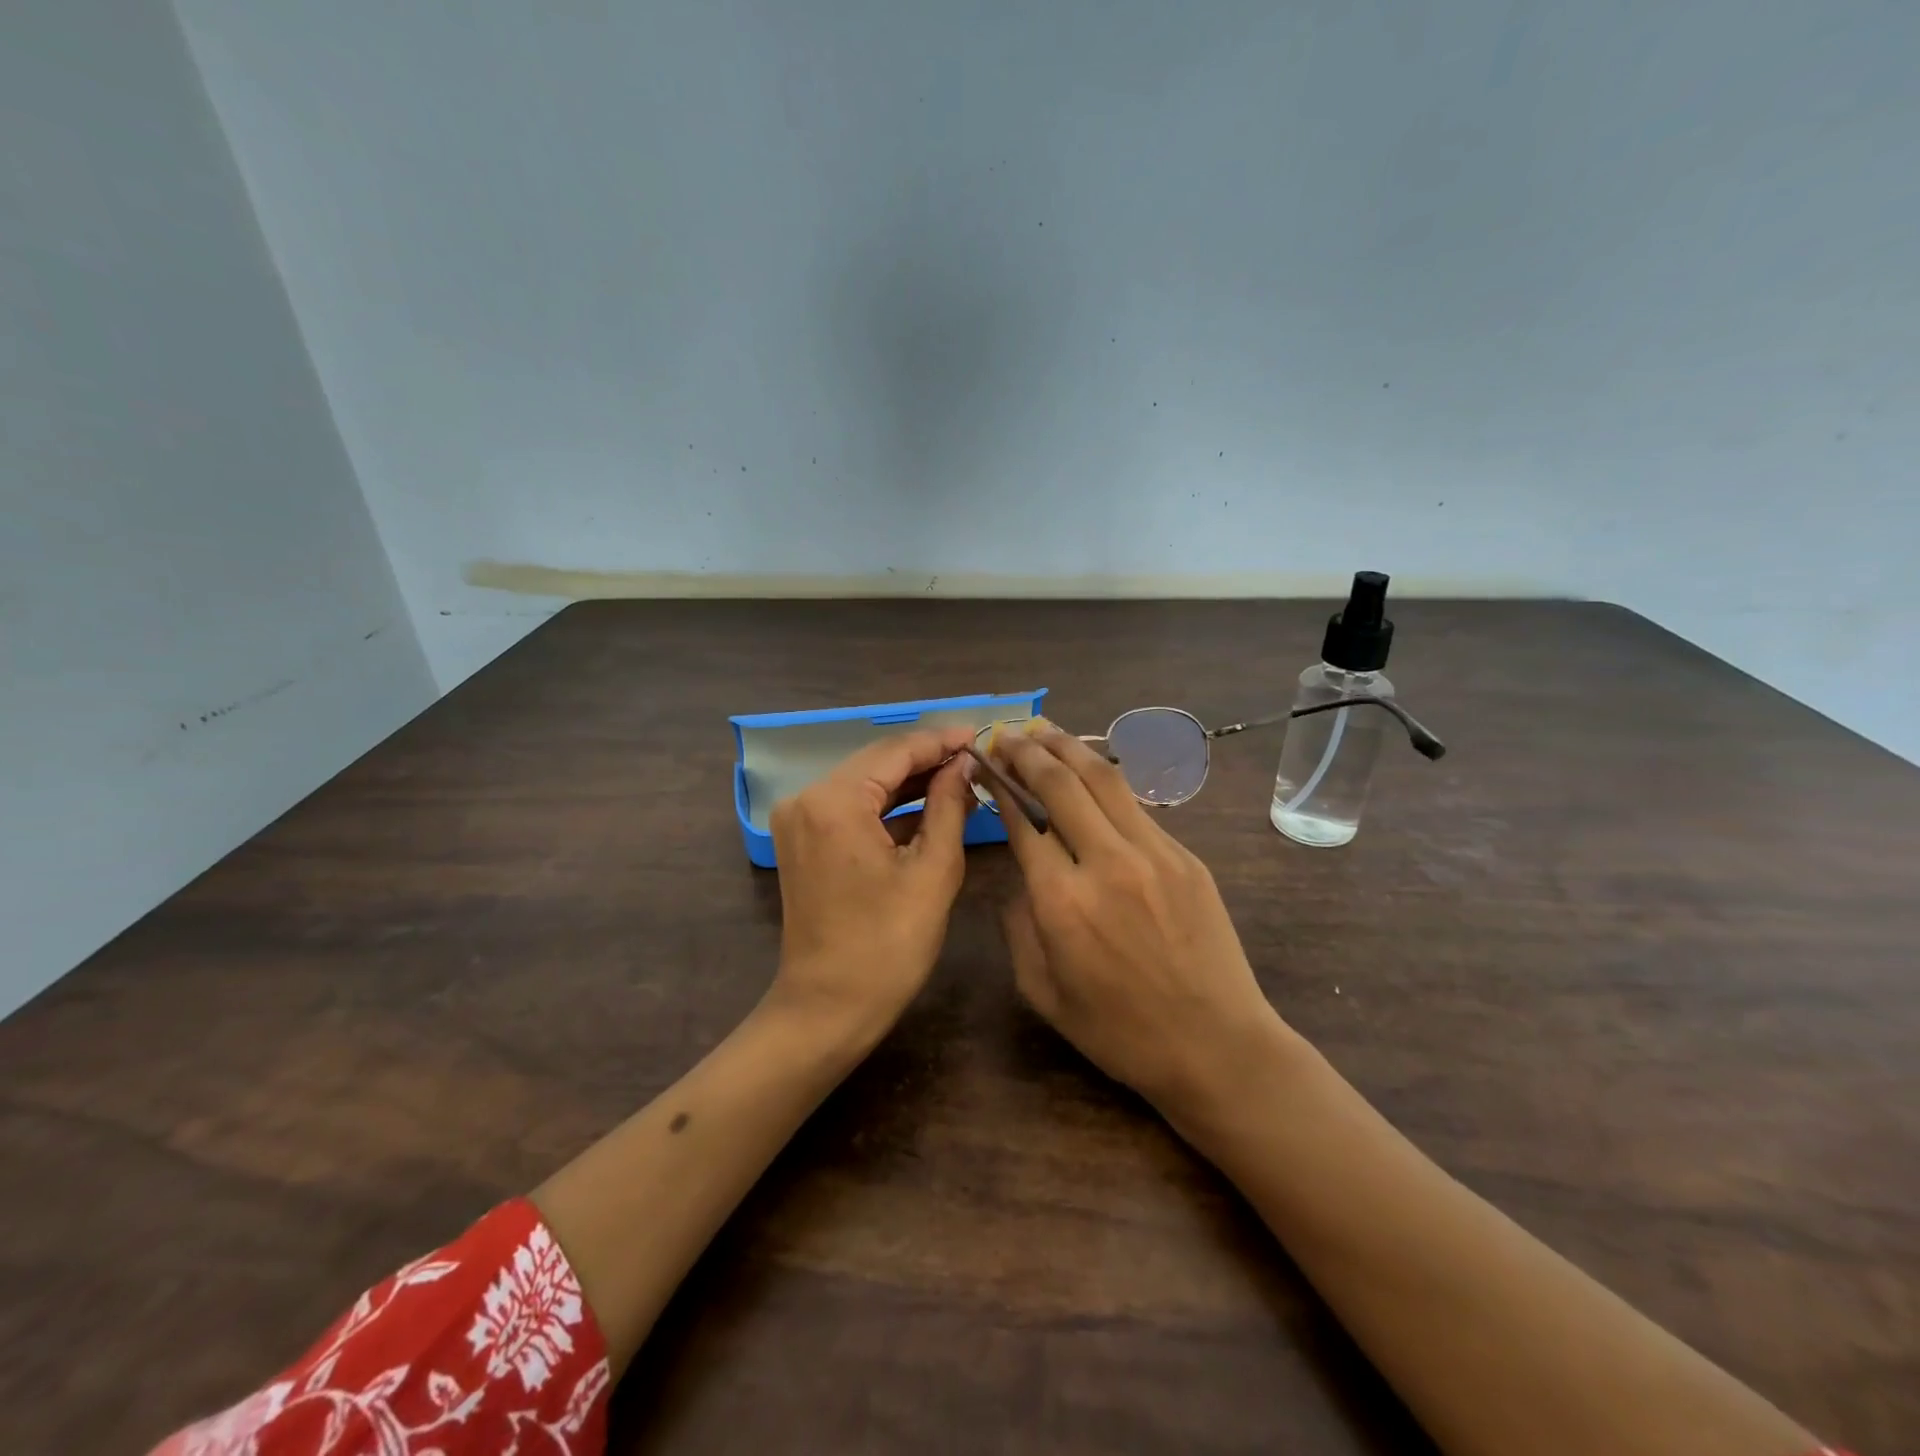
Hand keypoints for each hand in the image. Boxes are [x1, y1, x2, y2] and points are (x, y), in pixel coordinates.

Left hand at [766, 726, 977, 1047]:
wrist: (828, 1009)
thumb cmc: (888, 946)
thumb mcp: (933, 871)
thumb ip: (949, 806)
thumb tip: (964, 765)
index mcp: (834, 801)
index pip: (895, 751)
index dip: (940, 742)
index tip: (979, 735)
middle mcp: (806, 799)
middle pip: (876, 762)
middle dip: (926, 759)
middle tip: (975, 757)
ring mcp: (799, 820)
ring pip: (864, 783)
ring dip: (909, 782)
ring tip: (960, 778)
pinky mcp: (802, 840)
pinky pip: (850, 808)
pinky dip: (887, 807)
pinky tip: (928, 806)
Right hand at [986, 721, 1288, 1114]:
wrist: (1216, 1045)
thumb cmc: (1120, 1031)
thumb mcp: (1043, 992)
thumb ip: (1019, 926)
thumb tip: (1023, 875)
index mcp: (1061, 902)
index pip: (1022, 821)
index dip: (1000, 786)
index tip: (985, 765)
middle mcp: (1105, 863)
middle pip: (1060, 784)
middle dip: (1027, 752)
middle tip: (1008, 734)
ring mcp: (1152, 853)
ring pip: (1103, 779)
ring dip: (1068, 747)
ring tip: (1044, 729)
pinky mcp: (1184, 855)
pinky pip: (1135, 805)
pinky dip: (1105, 780)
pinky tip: (1090, 771)